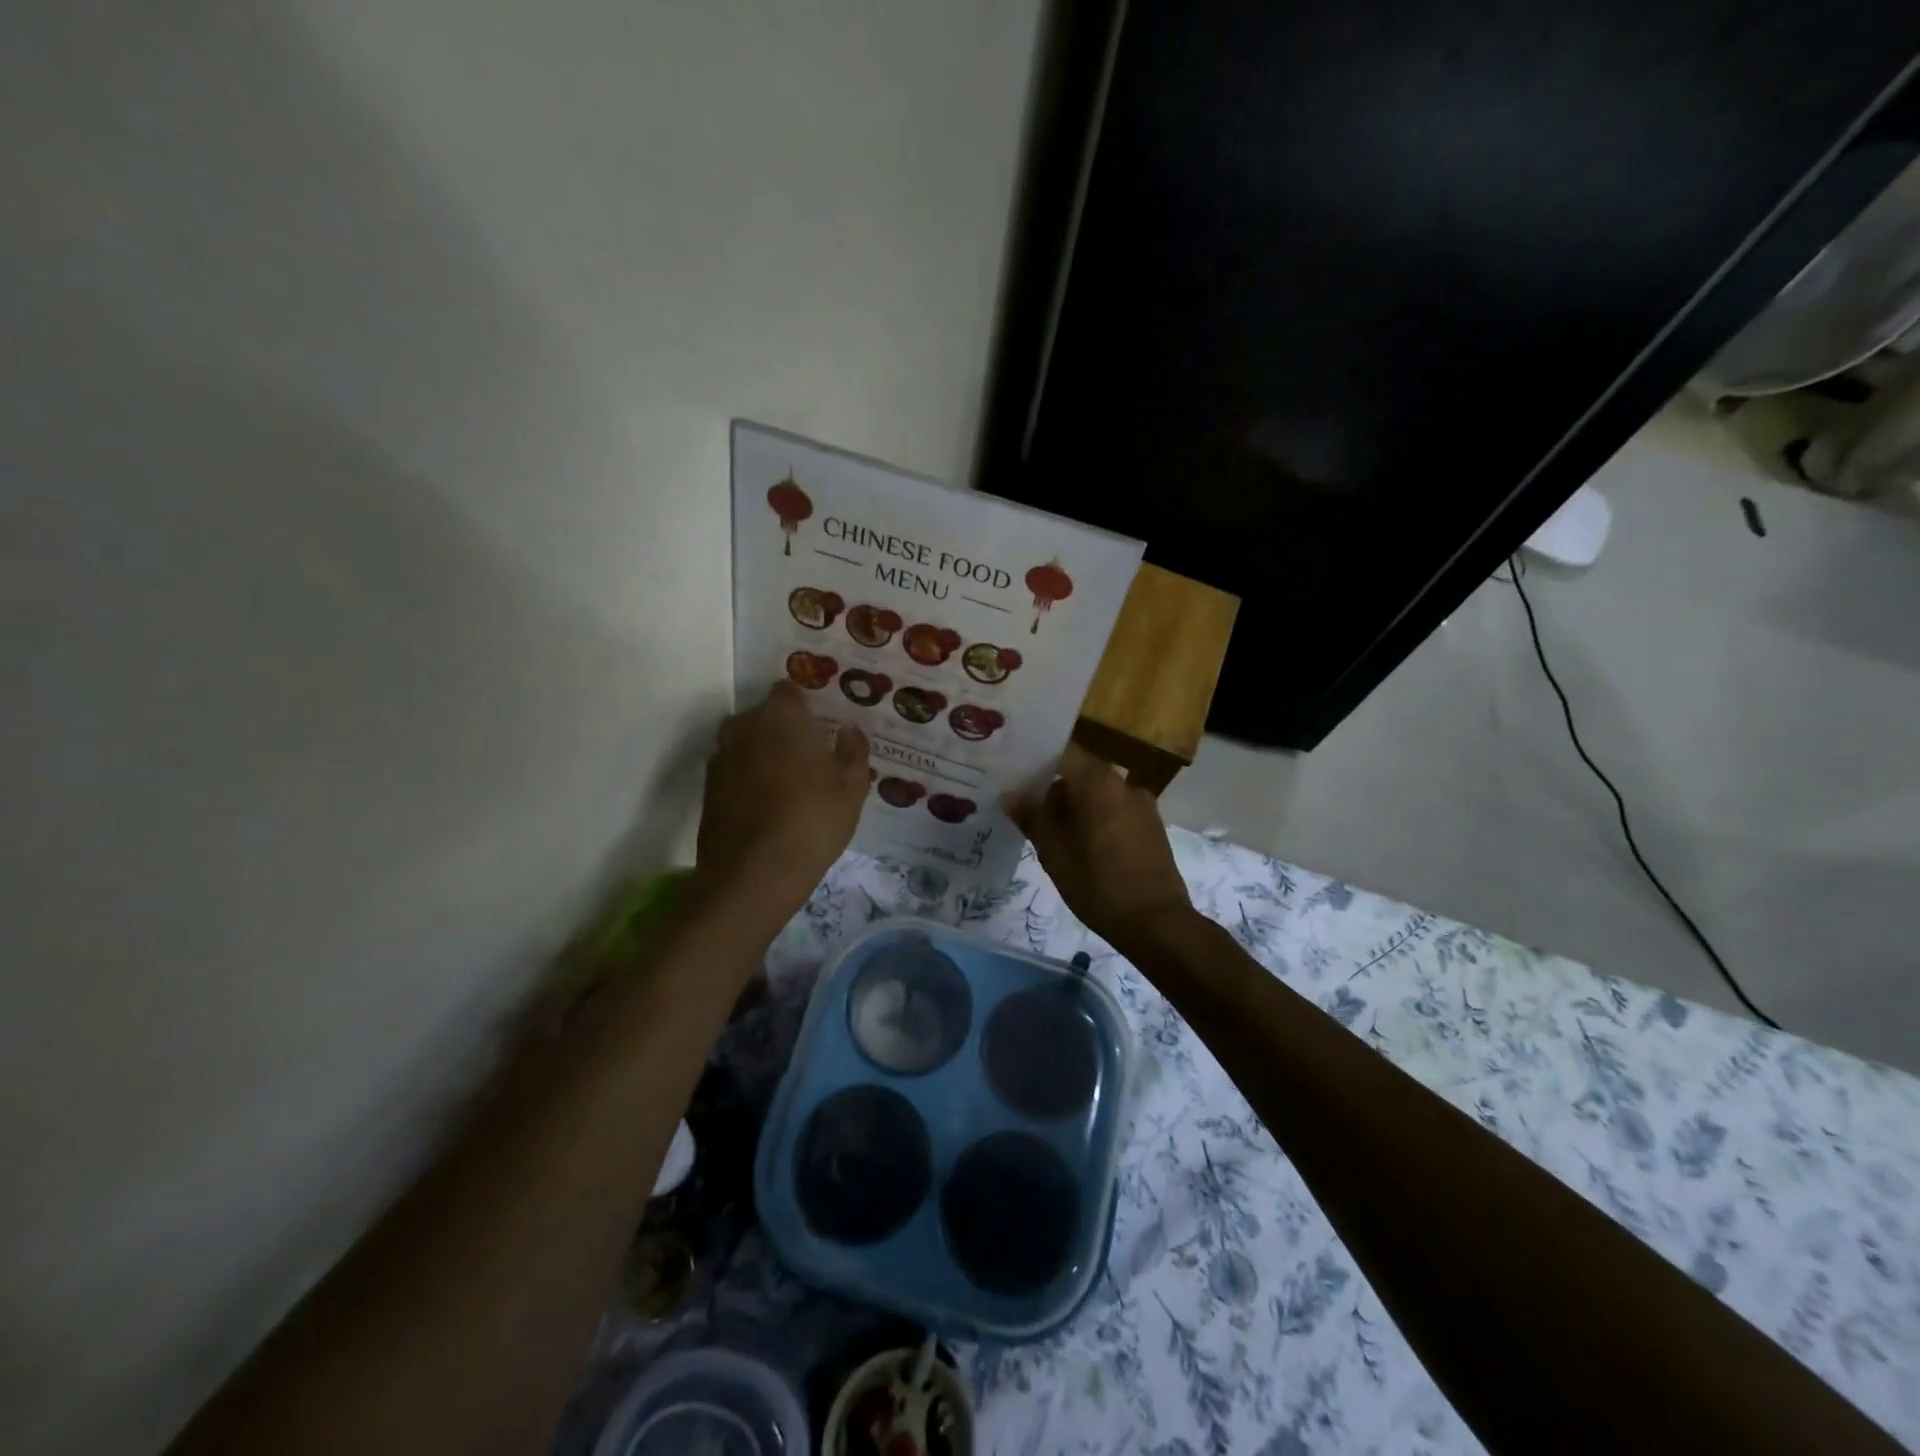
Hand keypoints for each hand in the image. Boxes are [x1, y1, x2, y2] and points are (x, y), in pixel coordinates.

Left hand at [696, 682, 869, 924]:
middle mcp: (744, 726)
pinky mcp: (707, 787)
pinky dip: (749, 779)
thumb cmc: (813, 821)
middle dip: (786, 731)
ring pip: (749, 744)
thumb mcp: (852, 787)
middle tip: (812, 759)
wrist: (753, 874)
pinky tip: (768, 806)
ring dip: (766, 755)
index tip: (823, 727)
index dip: (807, 707)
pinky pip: (735, 770)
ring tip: (790, 786)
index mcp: (781, 715)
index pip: (790, 690)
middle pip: (767, 717)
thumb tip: (847, 729)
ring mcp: (721, 756)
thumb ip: (854, 749)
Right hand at [1006, 743, 1194, 954]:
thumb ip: (1032, 817)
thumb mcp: (1054, 853)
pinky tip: (1080, 843)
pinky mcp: (1151, 825)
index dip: (1038, 757)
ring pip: (1098, 792)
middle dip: (1053, 785)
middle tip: (1025, 803)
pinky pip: (1115, 808)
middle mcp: (1123, 784)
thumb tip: (1012, 794)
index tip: (1015, 770)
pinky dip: (1095, 816)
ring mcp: (1141, 804)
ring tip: (1049, 827)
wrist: (1156, 923)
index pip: (1064, 751)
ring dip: (1075, 804)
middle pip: (1081, 771)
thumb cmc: (1098, 884)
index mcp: (1099, 783)